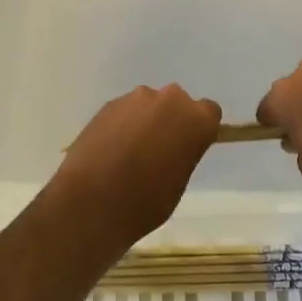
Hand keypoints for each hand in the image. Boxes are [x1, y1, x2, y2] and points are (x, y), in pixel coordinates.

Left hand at [53, 85, 220, 250]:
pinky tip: (110, 150)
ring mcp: (136, 98)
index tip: (189, 145)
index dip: (199, 128)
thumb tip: (172, 147)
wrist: (92, 202)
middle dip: (171, 120)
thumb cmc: (145, 202)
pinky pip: (125, 111)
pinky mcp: (109, 104)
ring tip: (129, 152)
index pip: (209, 112)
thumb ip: (182, 153)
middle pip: (177, 103)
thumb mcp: (178, 182)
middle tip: (158, 150)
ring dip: (145, 121)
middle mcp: (169, 100)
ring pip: (149, 105)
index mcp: (196, 120)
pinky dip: (122, 125)